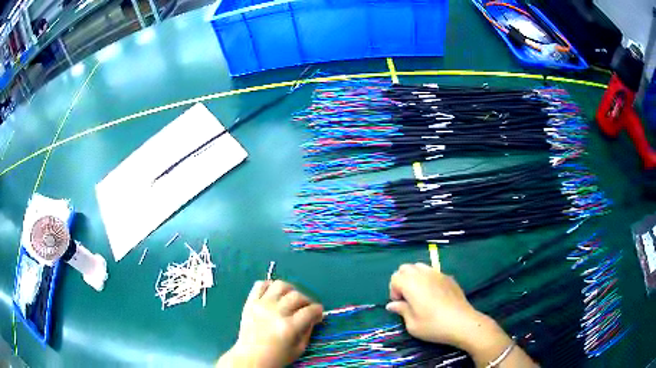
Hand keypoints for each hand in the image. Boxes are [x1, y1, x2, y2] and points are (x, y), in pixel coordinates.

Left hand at [217, 280, 323, 367]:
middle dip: (307, 301)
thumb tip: (313, 316)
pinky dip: (269, 286)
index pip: (310, 310)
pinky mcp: (250, 302)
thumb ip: (308, 330)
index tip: (318, 313)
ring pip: (280, 285)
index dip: (318, 310)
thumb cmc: (276, 357)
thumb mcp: (298, 349)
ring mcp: (261, 305)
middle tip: (306, 309)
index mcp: (289, 327)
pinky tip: (274, 295)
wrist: (250, 358)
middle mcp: (275, 312)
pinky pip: (260, 285)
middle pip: (297, 296)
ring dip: (290, 290)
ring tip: (290, 299)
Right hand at [386, 263, 497, 349]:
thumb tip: (392, 305)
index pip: (395, 278)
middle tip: (407, 298)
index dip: (394, 291)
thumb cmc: (433, 325)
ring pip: (420, 267)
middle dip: (402, 280)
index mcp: (411, 284)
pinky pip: (433, 272)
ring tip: (420, 294)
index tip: (400, 304)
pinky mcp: (449, 277)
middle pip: (406, 268)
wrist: (462, 322)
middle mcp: (423, 274)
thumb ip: (401, 310)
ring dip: (415, 277)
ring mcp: (437, 274)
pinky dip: (428, 279)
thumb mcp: (412, 324)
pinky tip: (434, 295)